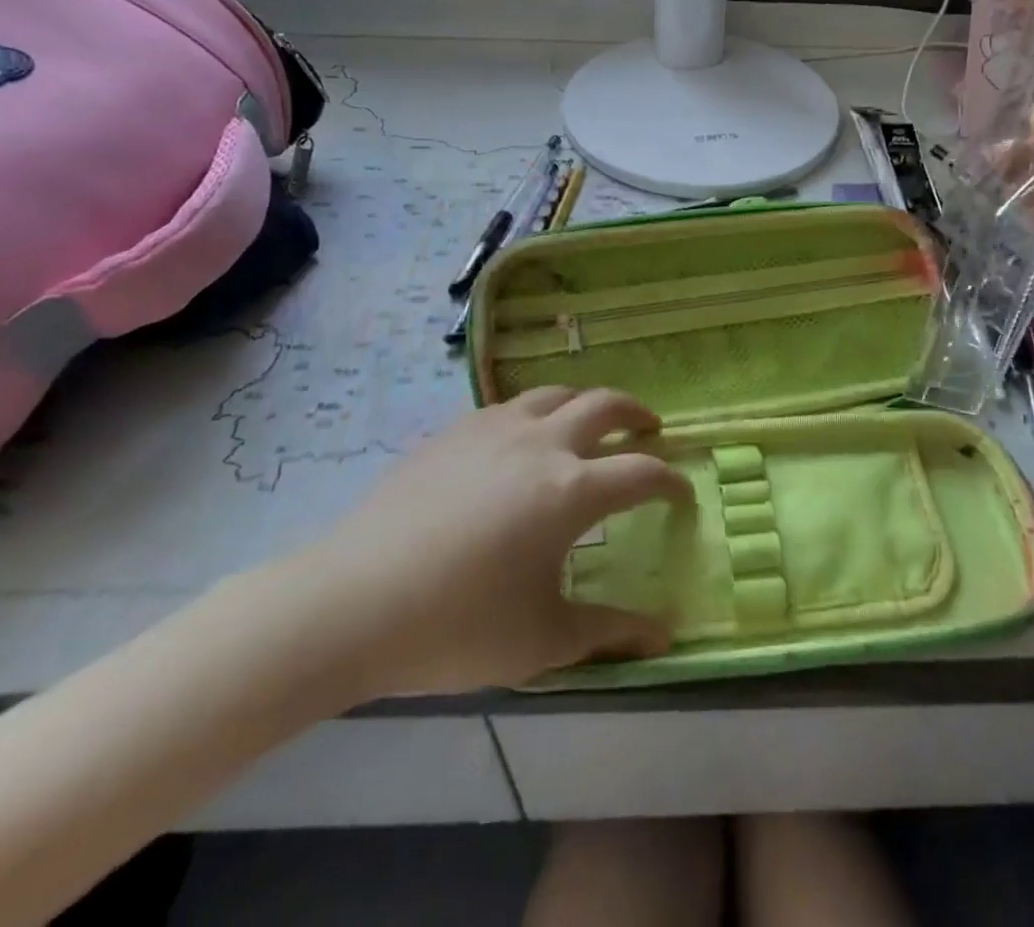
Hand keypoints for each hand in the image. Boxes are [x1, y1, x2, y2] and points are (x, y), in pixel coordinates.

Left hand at [272, 388, 690, 699]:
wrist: (351, 603)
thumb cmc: (456, 626)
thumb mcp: (543, 640)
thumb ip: (610, 632)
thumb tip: (665, 636)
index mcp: (571, 490)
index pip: (642, 472)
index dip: (670, 480)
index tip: (682, 492)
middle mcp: (541, 443)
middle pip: (605, 405)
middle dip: (637, 413)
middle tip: (649, 429)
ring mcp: (494, 429)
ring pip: (556, 393)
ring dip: (586, 403)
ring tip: (590, 424)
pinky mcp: (454, 431)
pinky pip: (510, 405)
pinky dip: (536, 412)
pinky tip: (522, 441)